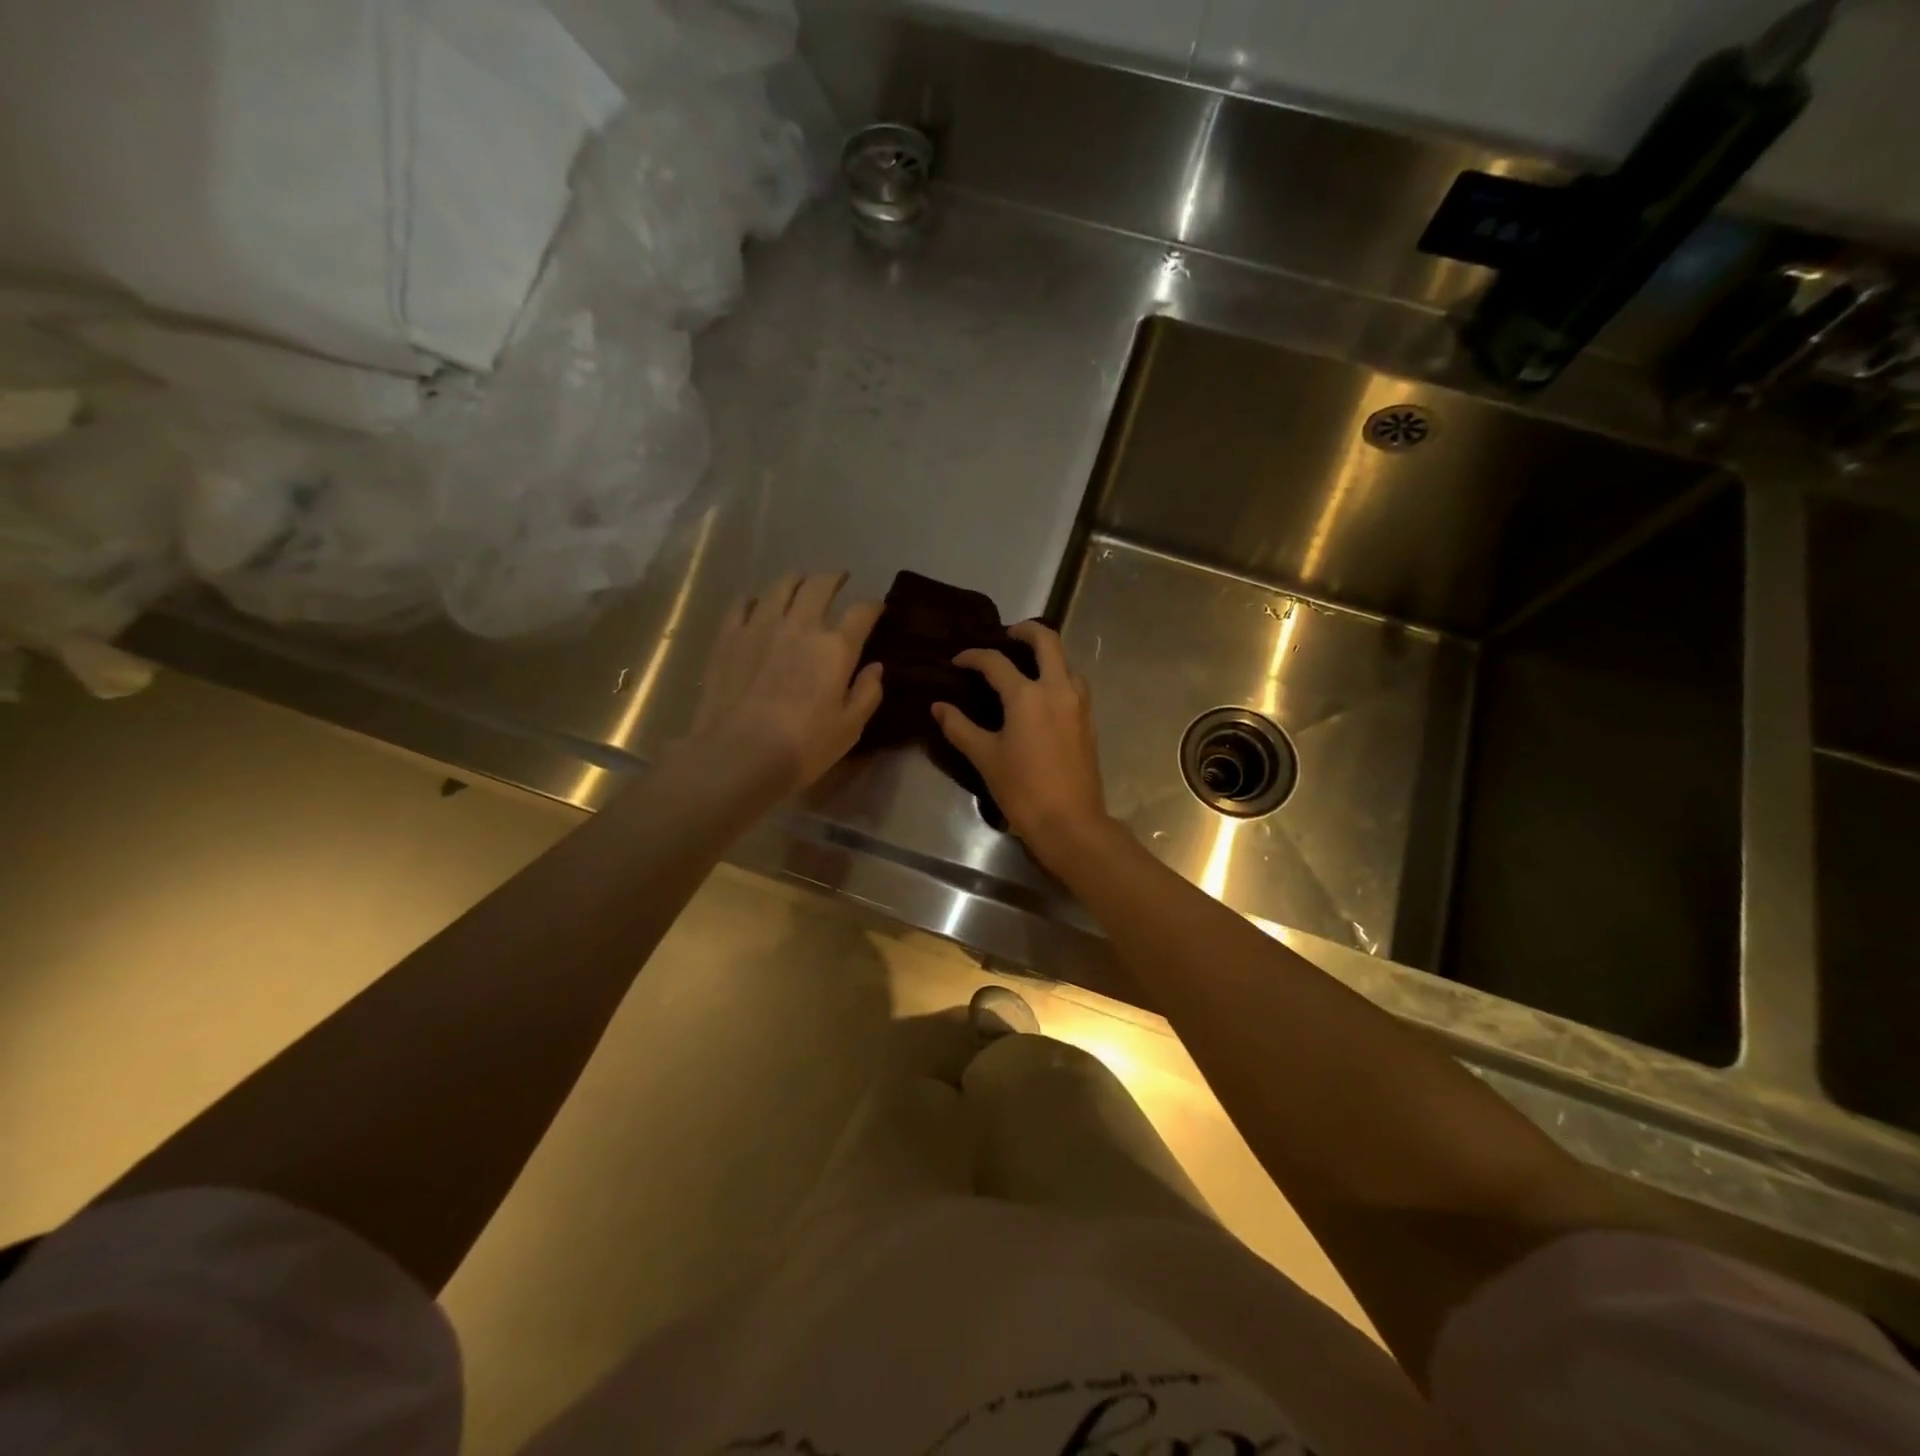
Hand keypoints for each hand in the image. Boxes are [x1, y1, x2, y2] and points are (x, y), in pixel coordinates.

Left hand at [689, 571, 883, 795]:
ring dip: (796, 580)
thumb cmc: (803, 747)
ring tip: (801, 582)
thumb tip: (875, 668)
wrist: (738, 754)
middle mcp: (801, 625)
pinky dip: (755, 599)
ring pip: (781, 586)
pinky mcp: (729, 636)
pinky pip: (742, 604)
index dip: (873, 606)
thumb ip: (867, 693)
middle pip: (820, 585)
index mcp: (836, 647)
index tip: (876, 608)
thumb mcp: (849, 728)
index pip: (862, 612)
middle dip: (834, 578)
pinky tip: (756, 604)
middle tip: (839, 579)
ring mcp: (761, 625)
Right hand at [931, 620, 1112, 863]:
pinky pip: (1073, 683)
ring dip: (1046, 654)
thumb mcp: (985, 757)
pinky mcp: (1088, 720)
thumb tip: (938, 707)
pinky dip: (1057, 675)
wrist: (1069, 822)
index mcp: (1027, 695)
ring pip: (1066, 661)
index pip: (996, 662)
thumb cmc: (1022, 789)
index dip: (973, 657)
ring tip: (1025, 664)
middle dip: (1025, 631)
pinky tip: (1042, 694)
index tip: (957, 661)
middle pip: (1047, 640)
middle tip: (1005, 636)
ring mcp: (1078, 704)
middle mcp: (1057, 689)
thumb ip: (959, 727)